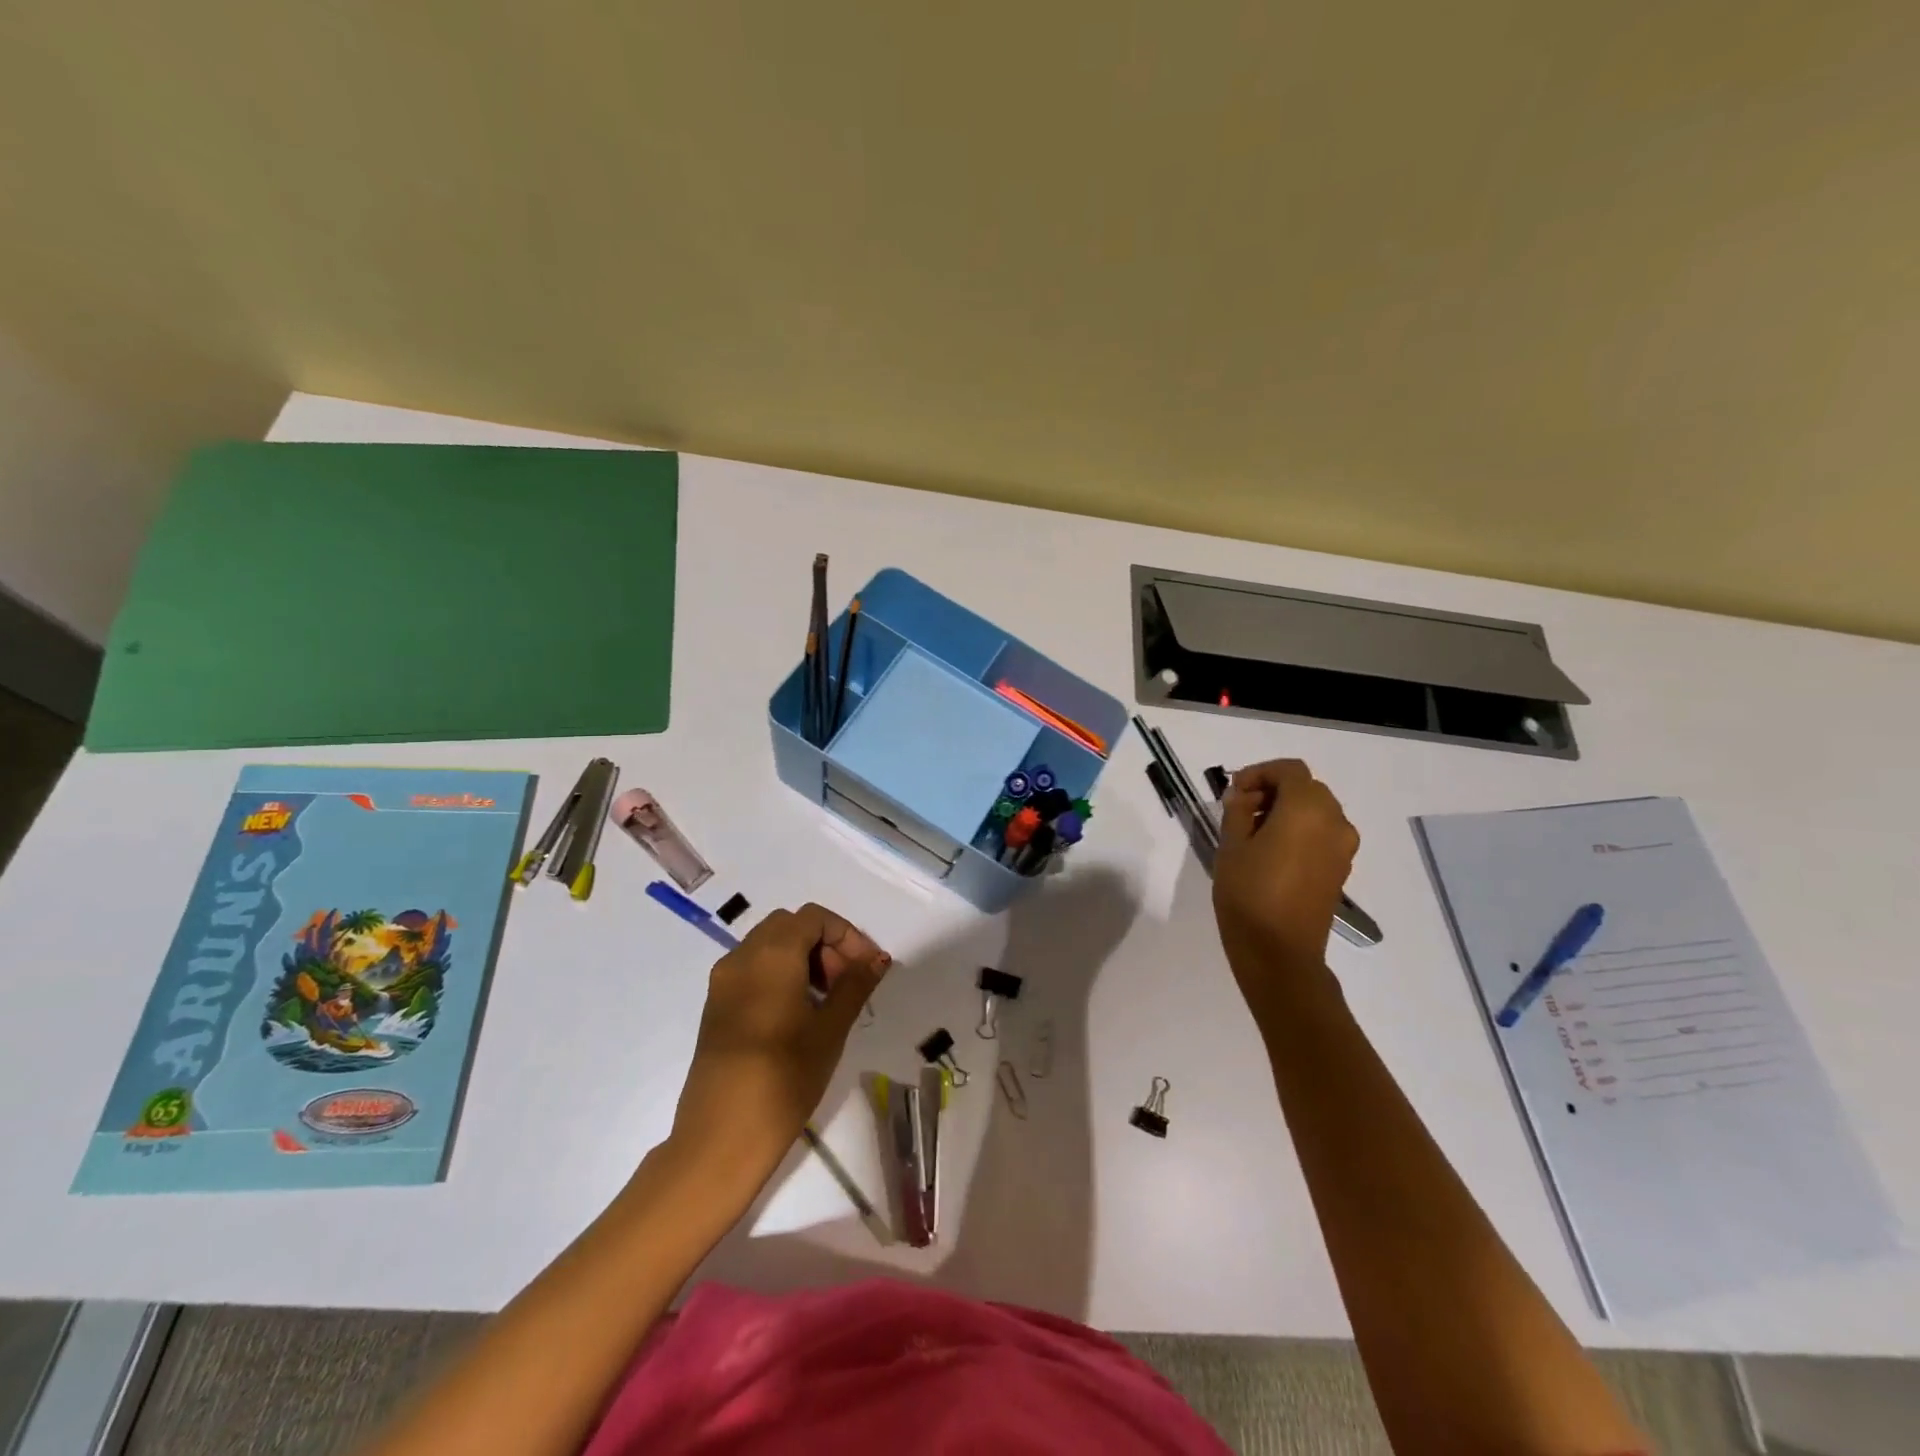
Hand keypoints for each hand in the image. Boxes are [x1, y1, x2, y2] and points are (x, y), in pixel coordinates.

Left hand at [669, 903, 889, 1187]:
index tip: (867, 969)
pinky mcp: (716, 1006)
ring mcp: (723, 982)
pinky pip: (753, 969)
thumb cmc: (784, 1078)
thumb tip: (877, 958)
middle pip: (789, 926)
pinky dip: (781, 975)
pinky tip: (799, 1015)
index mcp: (771, 954)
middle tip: (847, 983)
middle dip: (824, 944)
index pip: (814, 918)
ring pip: (769, 946)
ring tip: (827, 1001)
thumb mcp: (830, 1029)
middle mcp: (742, 957)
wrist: (720, 1137)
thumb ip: (855, 985)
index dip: (846, 935)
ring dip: (803, 959)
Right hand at [1212, 759, 1358, 992]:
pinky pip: (1322, 833)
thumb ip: (1237, 810)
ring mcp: (1343, 846)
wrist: (1280, 952)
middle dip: (1273, 791)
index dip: (1259, 773)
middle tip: (1241, 811)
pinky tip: (1272, 852)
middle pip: (1306, 788)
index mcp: (1307, 809)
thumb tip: (1244, 795)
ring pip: (1316, 810)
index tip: (1234, 792)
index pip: (1289, 770)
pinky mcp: (1341, 868)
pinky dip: (1300, 830)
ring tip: (1253, 833)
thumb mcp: (1231, 845)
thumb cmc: (1249, 893)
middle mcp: (1334, 821)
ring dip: (1287, 811)